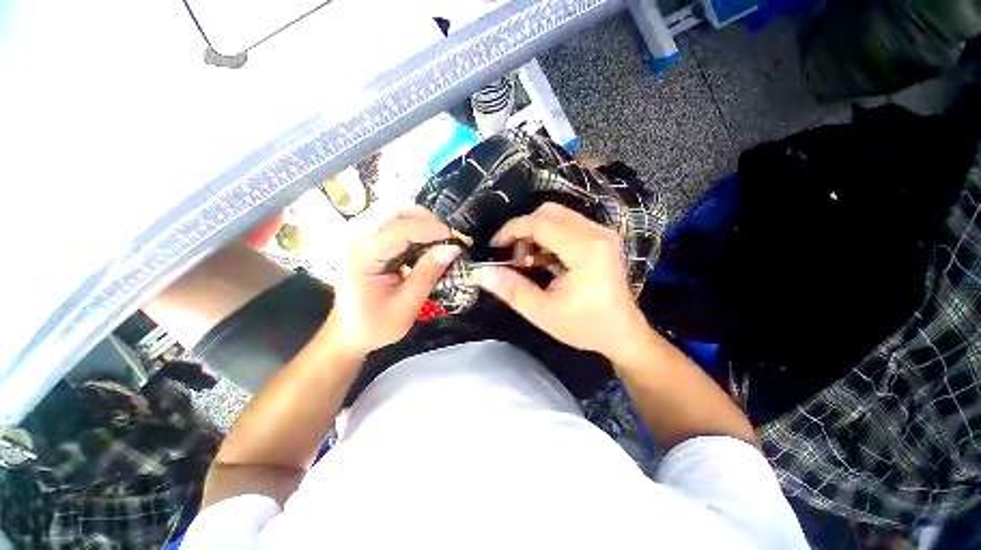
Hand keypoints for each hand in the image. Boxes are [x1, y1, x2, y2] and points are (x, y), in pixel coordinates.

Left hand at [325, 206, 459, 355]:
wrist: (349, 334)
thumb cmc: (375, 325)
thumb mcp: (407, 304)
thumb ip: (429, 273)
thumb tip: (453, 248)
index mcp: (364, 256)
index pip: (400, 229)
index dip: (431, 229)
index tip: (455, 239)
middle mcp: (360, 241)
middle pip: (395, 212)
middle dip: (426, 219)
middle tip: (448, 237)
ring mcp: (363, 240)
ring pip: (396, 215)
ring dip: (422, 223)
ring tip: (441, 240)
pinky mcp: (371, 245)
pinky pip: (395, 227)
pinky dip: (416, 231)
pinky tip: (428, 245)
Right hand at [473, 203, 647, 361]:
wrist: (623, 333)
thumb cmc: (585, 326)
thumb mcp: (543, 313)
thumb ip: (511, 290)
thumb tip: (479, 272)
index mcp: (585, 250)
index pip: (540, 223)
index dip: (511, 230)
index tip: (494, 247)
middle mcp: (596, 233)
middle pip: (548, 212)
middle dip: (523, 230)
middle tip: (513, 256)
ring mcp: (601, 233)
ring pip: (556, 215)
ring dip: (534, 233)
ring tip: (527, 261)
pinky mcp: (600, 237)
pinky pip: (566, 223)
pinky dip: (547, 236)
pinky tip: (544, 259)